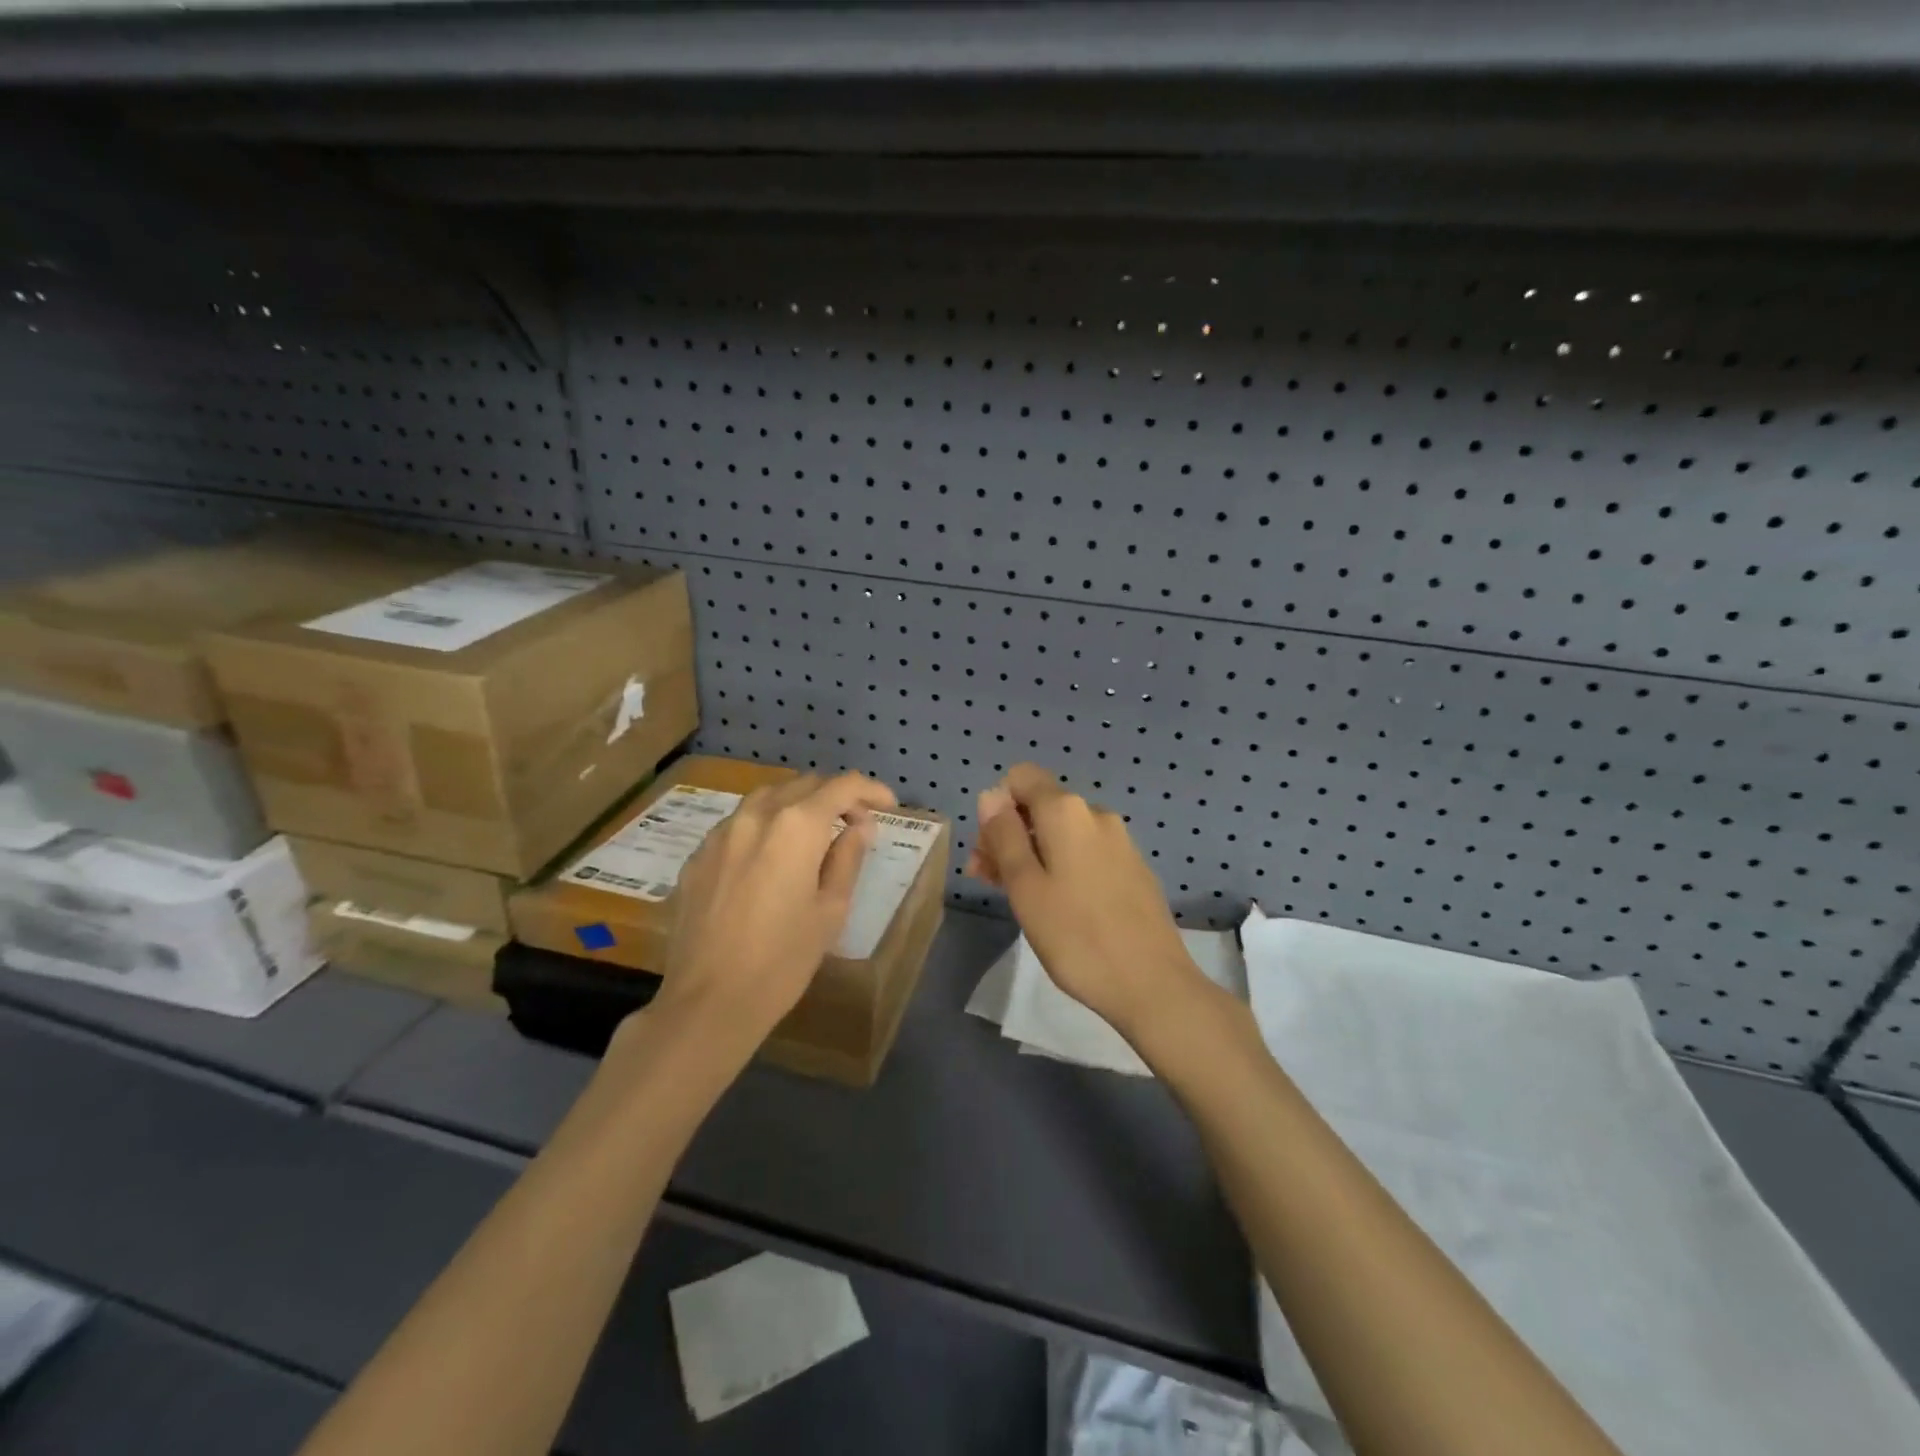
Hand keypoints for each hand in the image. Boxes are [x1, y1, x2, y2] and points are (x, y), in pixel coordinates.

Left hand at [654, 771, 897, 1046]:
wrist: (708, 1002)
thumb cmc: (783, 960)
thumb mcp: (831, 910)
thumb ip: (847, 858)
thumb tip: (859, 827)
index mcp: (796, 826)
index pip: (841, 786)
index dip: (870, 790)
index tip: (888, 805)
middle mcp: (756, 816)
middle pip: (803, 784)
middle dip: (835, 796)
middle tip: (856, 823)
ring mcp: (721, 833)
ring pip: (767, 798)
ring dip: (797, 805)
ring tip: (815, 833)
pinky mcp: (698, 856)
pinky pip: (739, 824)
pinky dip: (765, 826)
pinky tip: (771, 857)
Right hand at [966, 763, 1207, 1038]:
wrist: (1153, 984)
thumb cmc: (1076, 936)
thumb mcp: (1025, 887)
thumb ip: (1004, 836)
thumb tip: (991, 795)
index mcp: (1067, 811)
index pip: (1022, 777)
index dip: (997, 805)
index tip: (988, 849)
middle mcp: (1097, 814)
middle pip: (1041, 806)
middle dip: (1009, 834)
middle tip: (987, 880)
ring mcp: (1120, 842)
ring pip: (1062, 833)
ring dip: (1032, 853)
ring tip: (1015, 897)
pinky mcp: (1133, 869)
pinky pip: (1086, 853)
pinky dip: (1061, 867)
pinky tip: (1056, 905)